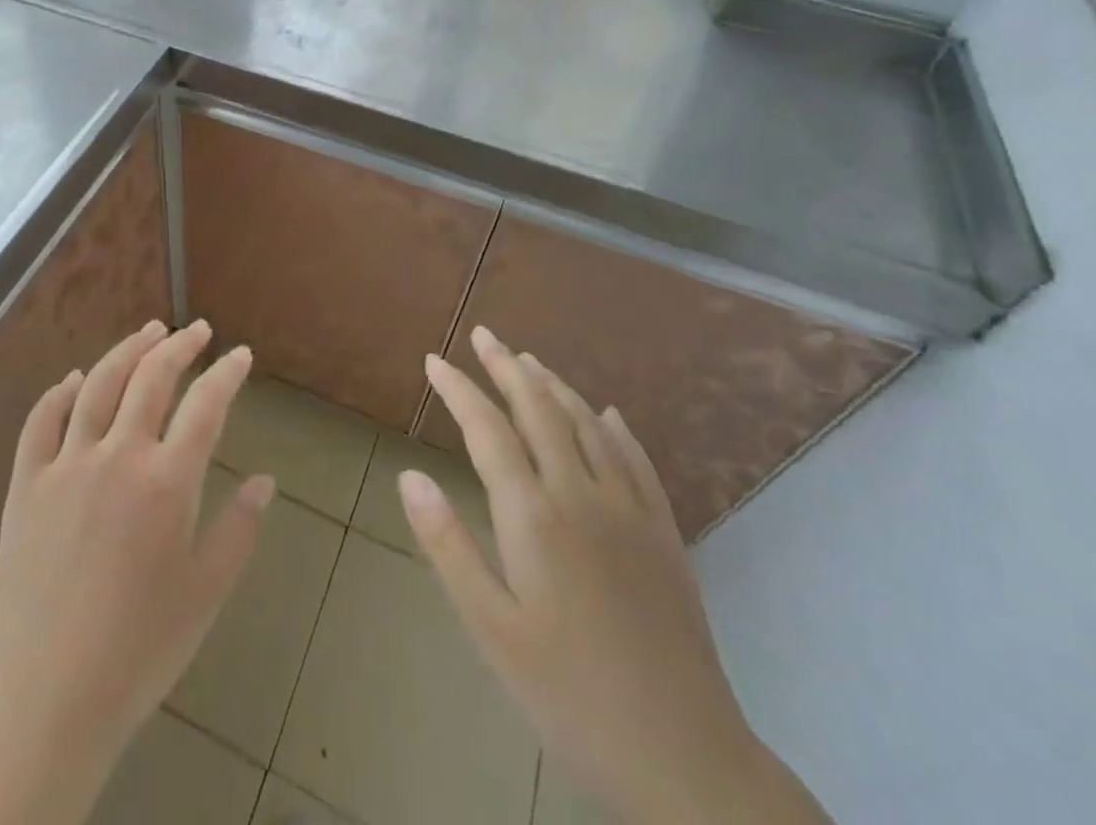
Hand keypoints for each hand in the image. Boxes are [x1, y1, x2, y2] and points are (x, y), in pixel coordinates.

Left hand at [0, 320, 272, 824]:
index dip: (227, 373)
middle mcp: (117, 456)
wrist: (43, 701)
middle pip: (152, 378)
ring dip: (127, 350)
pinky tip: (74, 379)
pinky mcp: (25, 484)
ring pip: (98, 384)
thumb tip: (265, 480)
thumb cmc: (138, 652)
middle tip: (198, 330)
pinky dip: (60, 392)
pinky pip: (41, 421)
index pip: (206, 405)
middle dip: (180, 346)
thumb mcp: (205, 594)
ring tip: (149, 331)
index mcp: (167, 482)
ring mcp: (65, 465)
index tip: (240, 355)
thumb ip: (239, 530)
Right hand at [402, 327, 830, 824]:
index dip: (458, 390)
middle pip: (540, 411)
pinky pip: (637, 460)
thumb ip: (448, 545)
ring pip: (588, 425)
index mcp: (534, 516)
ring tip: (529, 360)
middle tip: (483, 335)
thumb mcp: (490, 629)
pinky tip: (607, 414)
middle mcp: (582, 495)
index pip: (488, 430)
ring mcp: (631, 511)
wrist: (684, 761)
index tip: (434, 360)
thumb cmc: (569, 696)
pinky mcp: (665, 535)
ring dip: (555, 386)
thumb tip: (410, 475)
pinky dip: (615, 427)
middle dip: (507, 367)